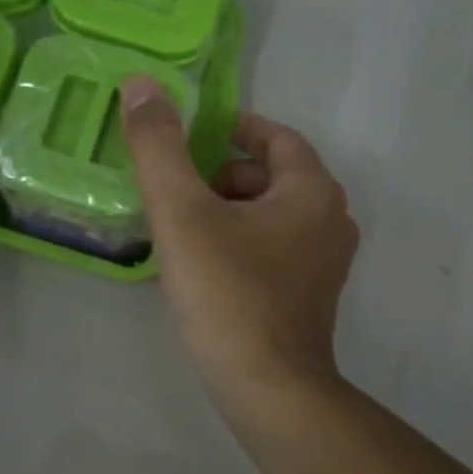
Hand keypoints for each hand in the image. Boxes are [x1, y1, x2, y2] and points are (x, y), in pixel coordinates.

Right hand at [121, 77, 358, 399]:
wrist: (268, 389)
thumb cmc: (228, 294)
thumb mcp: (183, 213)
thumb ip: (159, 146)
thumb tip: (141, 84)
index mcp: (312, 190)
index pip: (276, 137)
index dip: (234, 129)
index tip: (192, 137)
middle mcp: (331, 220)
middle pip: (274, 176)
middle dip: (223, 175)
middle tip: (177, 193)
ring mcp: (325, 264)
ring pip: (272, 216)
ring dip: (229, 212)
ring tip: (182, 232)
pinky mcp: (311, 298)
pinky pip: (274, 251)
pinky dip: (241, 245)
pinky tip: (204, 270)